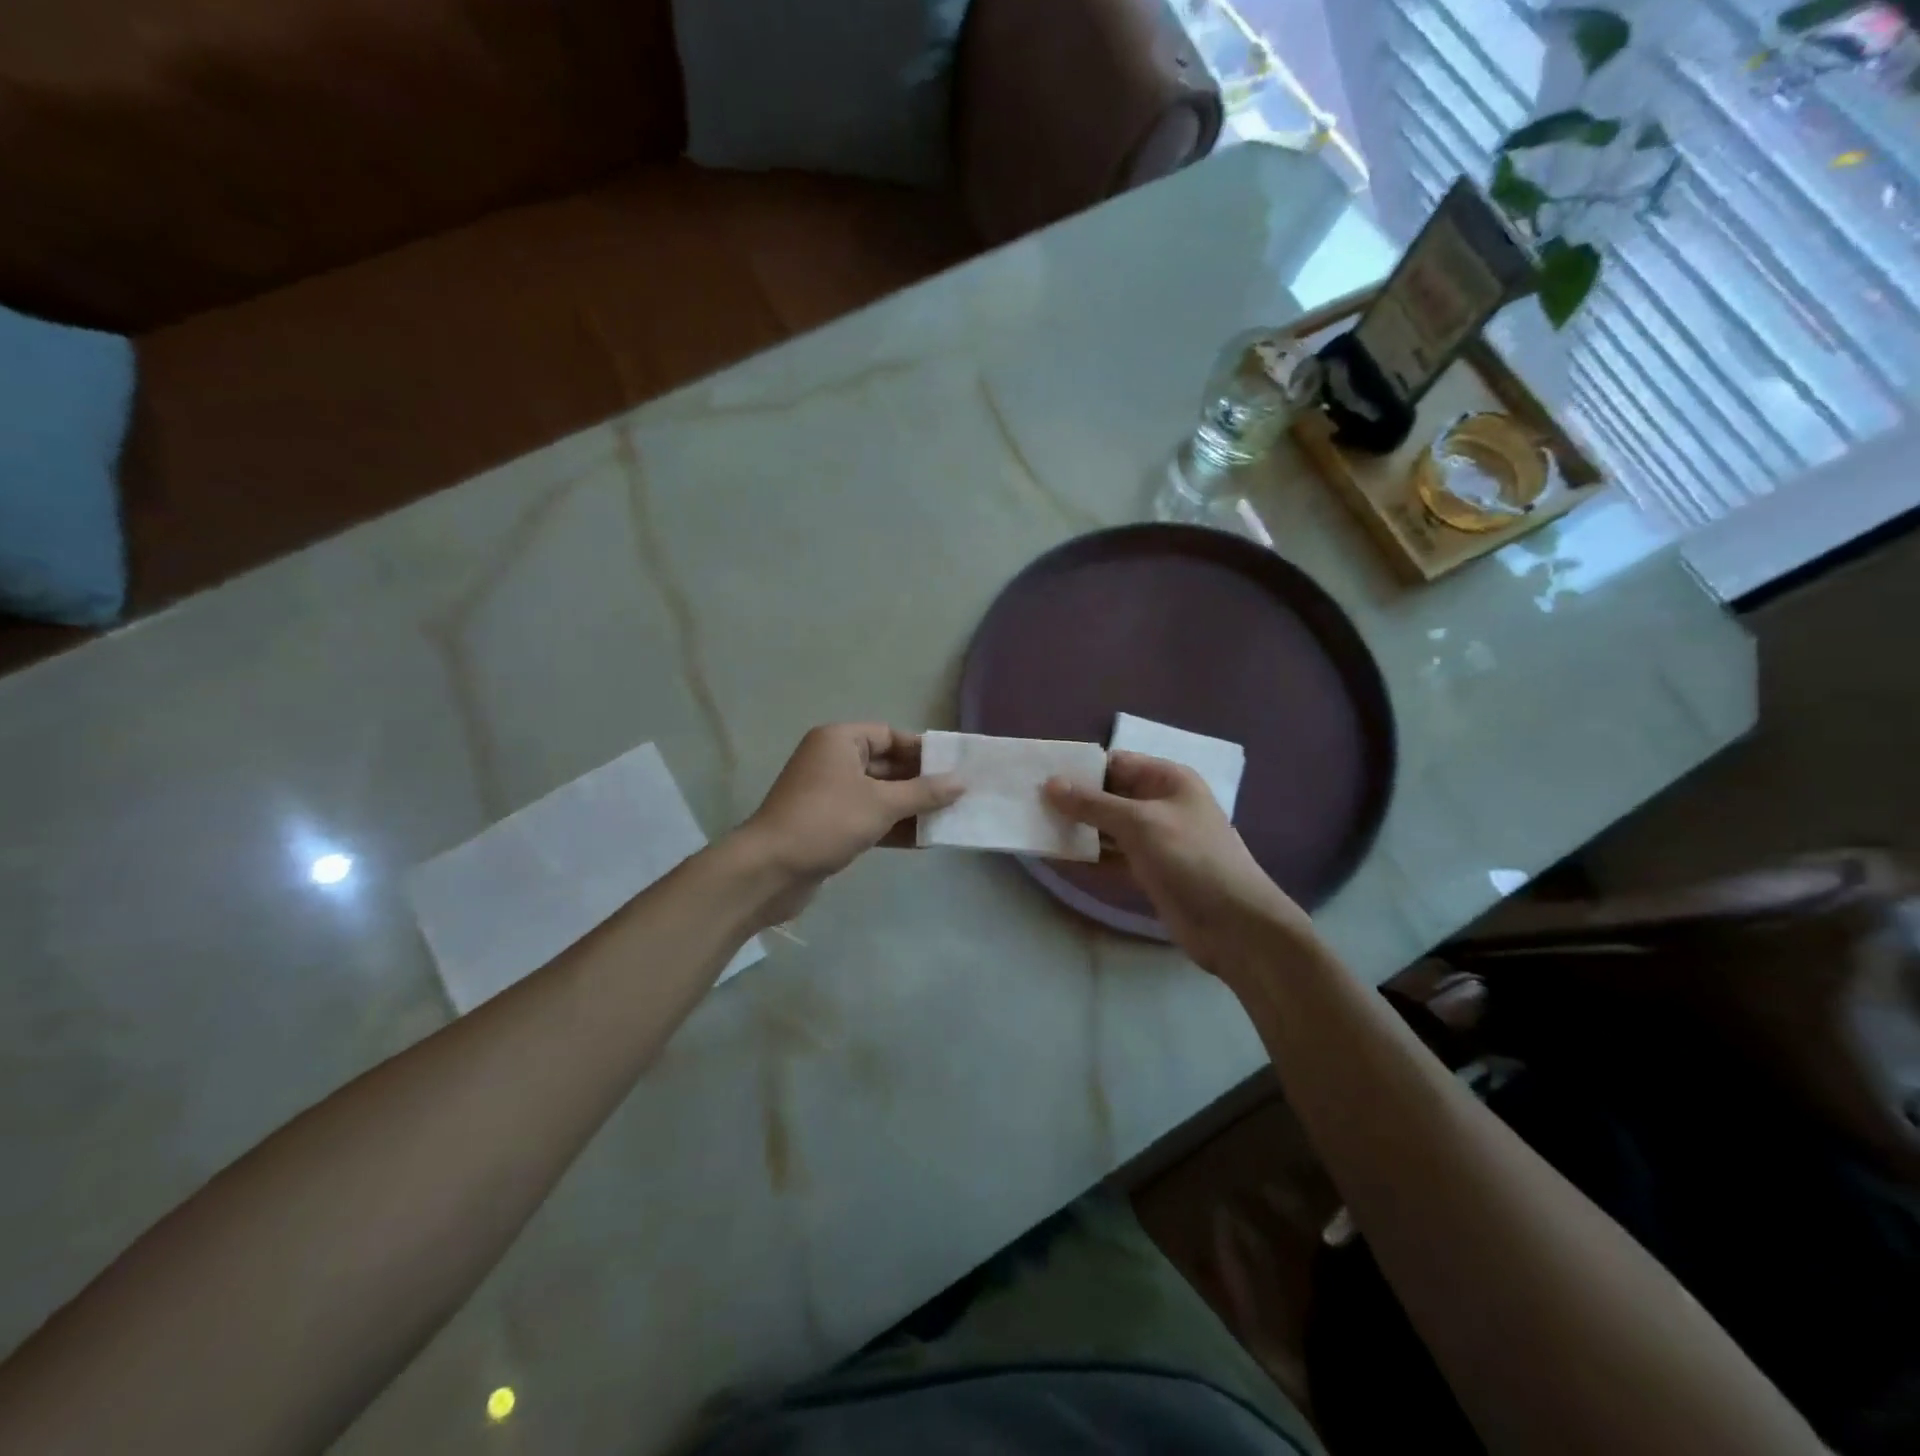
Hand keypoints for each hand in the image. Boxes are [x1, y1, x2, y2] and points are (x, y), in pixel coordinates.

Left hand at [738, 724, 962, 890]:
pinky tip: (924, 841)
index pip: (889, 735)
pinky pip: (868, 818)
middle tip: (958, 796)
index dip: (921, 751)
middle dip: (920, 782)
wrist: (770, 870)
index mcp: (839, 741)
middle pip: (886, 765)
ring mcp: (829, 795)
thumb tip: (961, 782)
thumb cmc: (827, 821)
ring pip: (879, 795)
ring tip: (949, 819)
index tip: (953, 768)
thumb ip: (924, 792)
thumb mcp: (881, 804)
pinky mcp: (828, 825)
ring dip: (910, 808)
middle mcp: (832, 761)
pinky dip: (892, 827)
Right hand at [1045, 752, 1315, 978]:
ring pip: (1107, 827)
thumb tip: (1050, 784)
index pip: (1116, 763)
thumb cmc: (1190, 859)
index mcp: (1168, 780)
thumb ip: (1093, 804)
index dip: (1080, 768)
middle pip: (1109, 794)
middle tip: (1029, 804)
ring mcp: (1155, 839)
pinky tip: (1057, 858)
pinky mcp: (1149, 871)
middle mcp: (1161, 804)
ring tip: (1035, 828)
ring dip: (1077, 829)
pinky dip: (1088, 856)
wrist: (1234, 925)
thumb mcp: (1140, 823)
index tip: (1040, 776)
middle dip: (1074, 800)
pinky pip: (1112, 856)